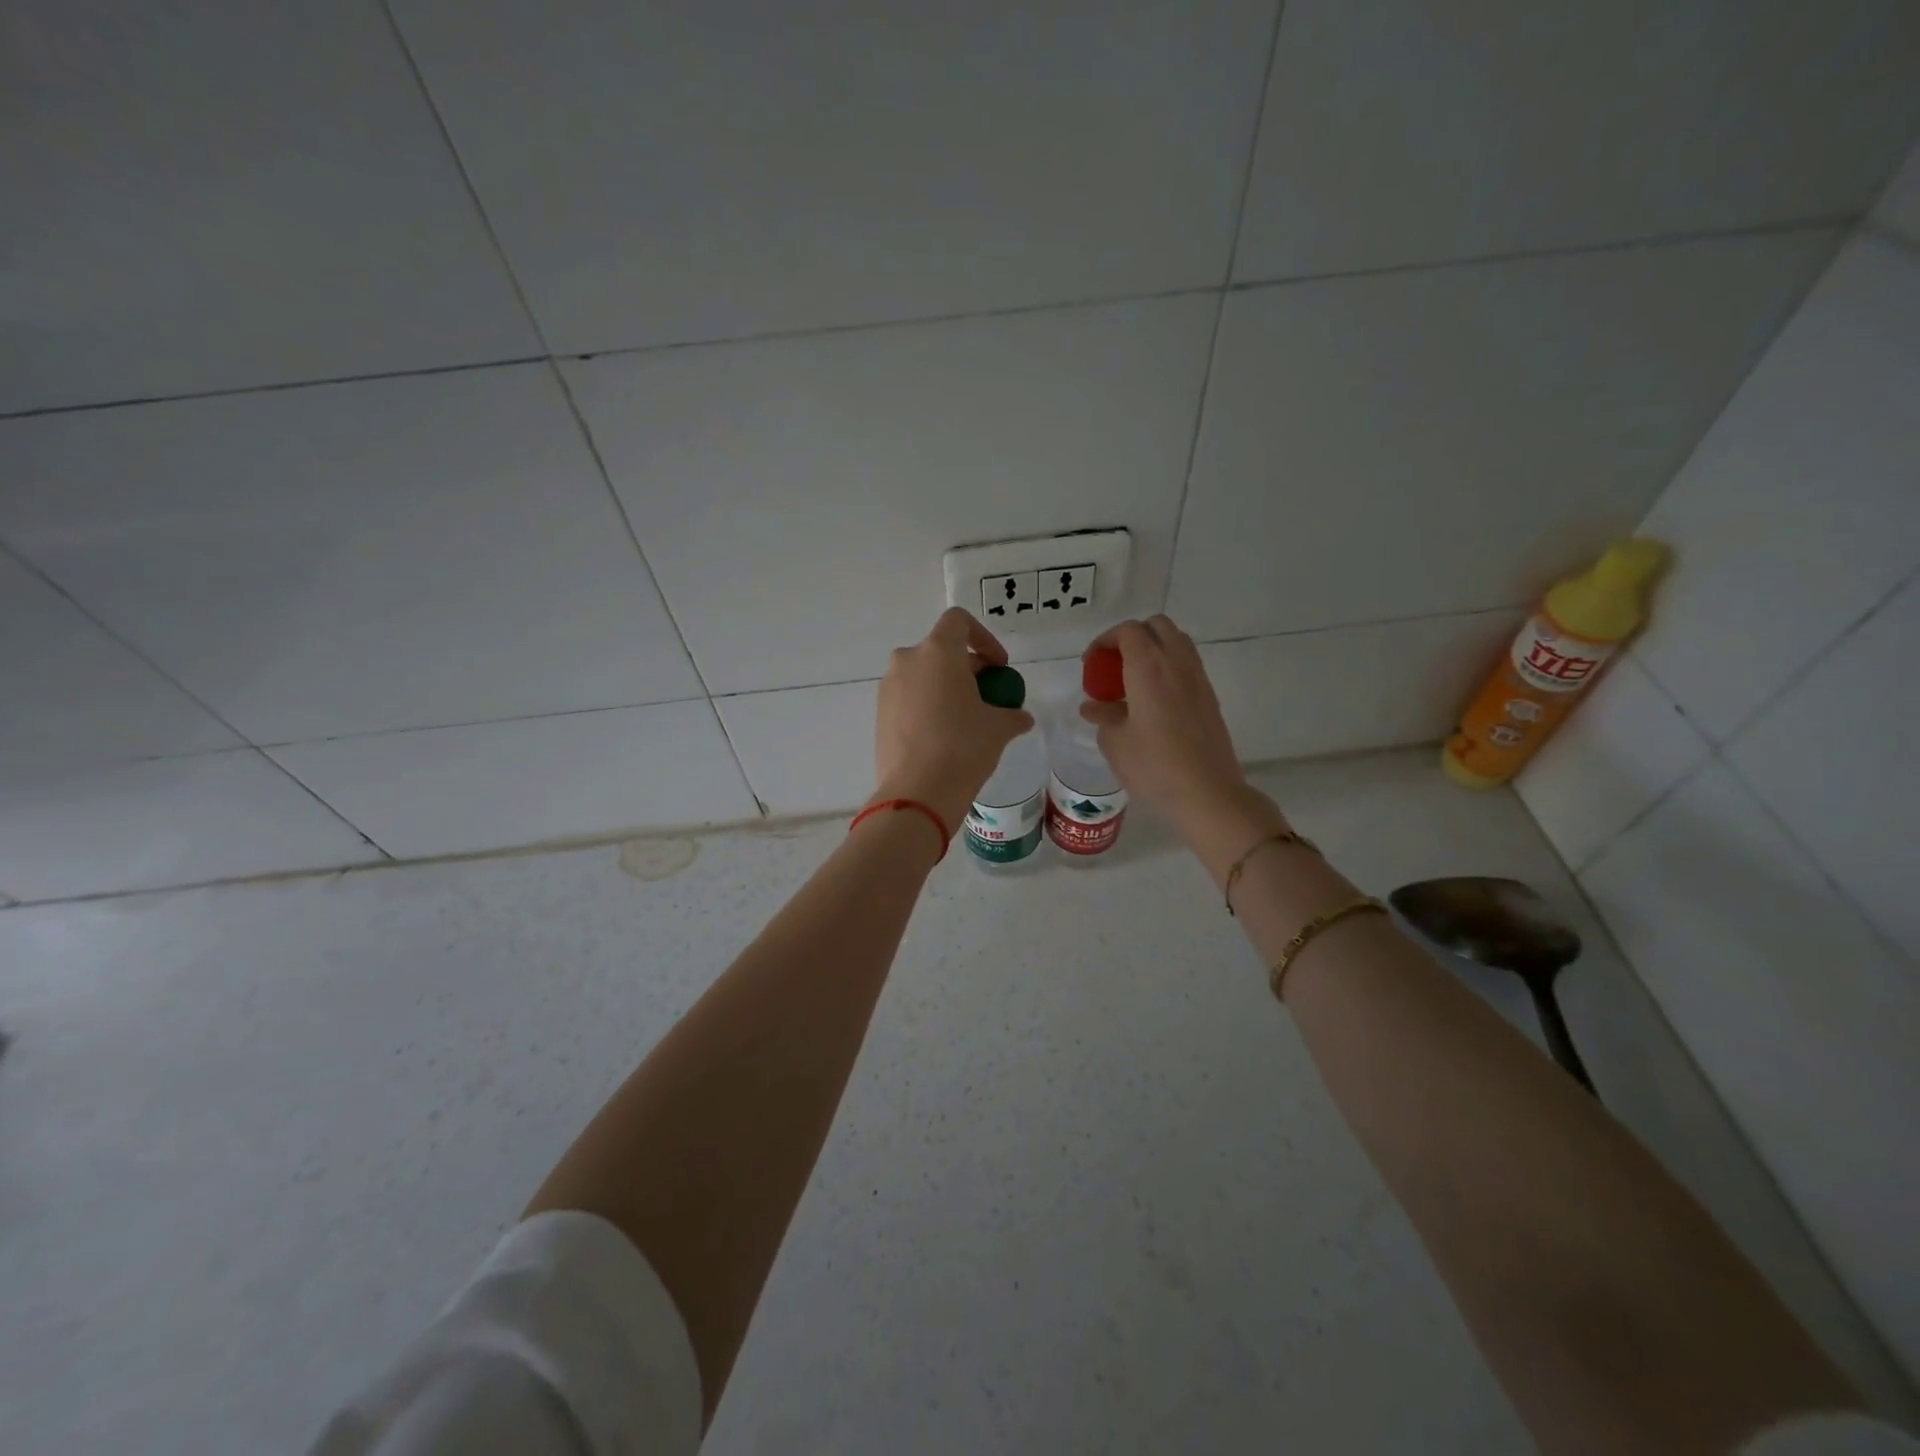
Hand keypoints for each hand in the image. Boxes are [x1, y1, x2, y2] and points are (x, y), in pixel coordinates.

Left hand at [873, 608, 1035, 833]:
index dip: (984, 638)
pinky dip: (928, 706)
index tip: (998, 667)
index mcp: (938, 652)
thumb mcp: (999, 728)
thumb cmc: (963, 747)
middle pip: (941, 650)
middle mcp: (908, 661)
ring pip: (923, 675)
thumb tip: (1020, 718)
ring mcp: (889, 688)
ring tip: (966, 719)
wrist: (918, 792)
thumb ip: (1012, 714)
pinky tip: (943, 737)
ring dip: (946, 688)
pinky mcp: (880, 714)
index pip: (959, 621)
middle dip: (967, 668)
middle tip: (987, 696)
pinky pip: (909, 699)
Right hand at [1081, 616, 1284, 853]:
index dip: (1106, 640)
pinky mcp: (1209, 697)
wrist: (1207, 793)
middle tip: (1114, 665)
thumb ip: (1103, 716)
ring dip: (1153, 650)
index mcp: (1149, 667)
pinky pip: (1186, 665)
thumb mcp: (1116, 743)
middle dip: (1131, 637)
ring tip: (1132, 681)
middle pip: (1156, 626)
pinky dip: (1167, 668)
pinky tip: (1153, 700)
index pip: (1128, 631)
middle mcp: (1177, 663)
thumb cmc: (1154, 766)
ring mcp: (1198, 679)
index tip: (1092, 663)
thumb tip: (1094, 707)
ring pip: (1176, 642)